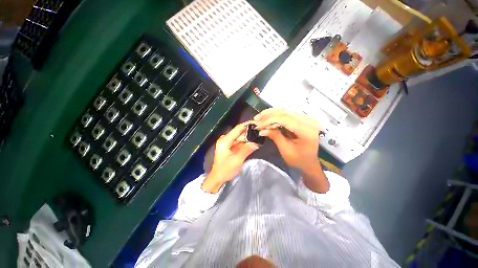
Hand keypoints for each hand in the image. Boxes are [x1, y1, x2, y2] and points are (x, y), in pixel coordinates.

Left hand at [201, 122, 258, 192]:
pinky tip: (254, 141)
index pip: (237, 129)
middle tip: (260, 130)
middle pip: (239, 132)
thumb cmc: (225, 170)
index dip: (247, 125)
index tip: (257, 122)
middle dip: (249, 131)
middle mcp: (225, 139)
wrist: (218, 178)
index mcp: (224, 141)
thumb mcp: (236, 161)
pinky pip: (239, 141)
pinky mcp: (230, 146)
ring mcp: (228, 142)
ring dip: (249, 136)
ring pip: (240, 137)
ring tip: (259, 135)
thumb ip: (246, 150)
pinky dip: (246, 142)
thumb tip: (256, 143)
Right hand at [254, 108, 320, 171]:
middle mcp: (309, 122)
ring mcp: (306, 118)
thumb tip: (262, 129)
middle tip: (256, 119)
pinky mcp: (302, 118)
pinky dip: (275, 115)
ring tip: (259, 117)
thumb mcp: (286, 150)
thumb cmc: (299, 159)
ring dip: (271, 113)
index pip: (287, 119)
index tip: (258, 124)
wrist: (309, 161)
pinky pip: (287, 113)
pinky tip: (267, 117)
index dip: (271, 120)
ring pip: (285, 110)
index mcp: (307, 132)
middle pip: (286, 113)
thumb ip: (275, 137)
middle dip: (269, 115)